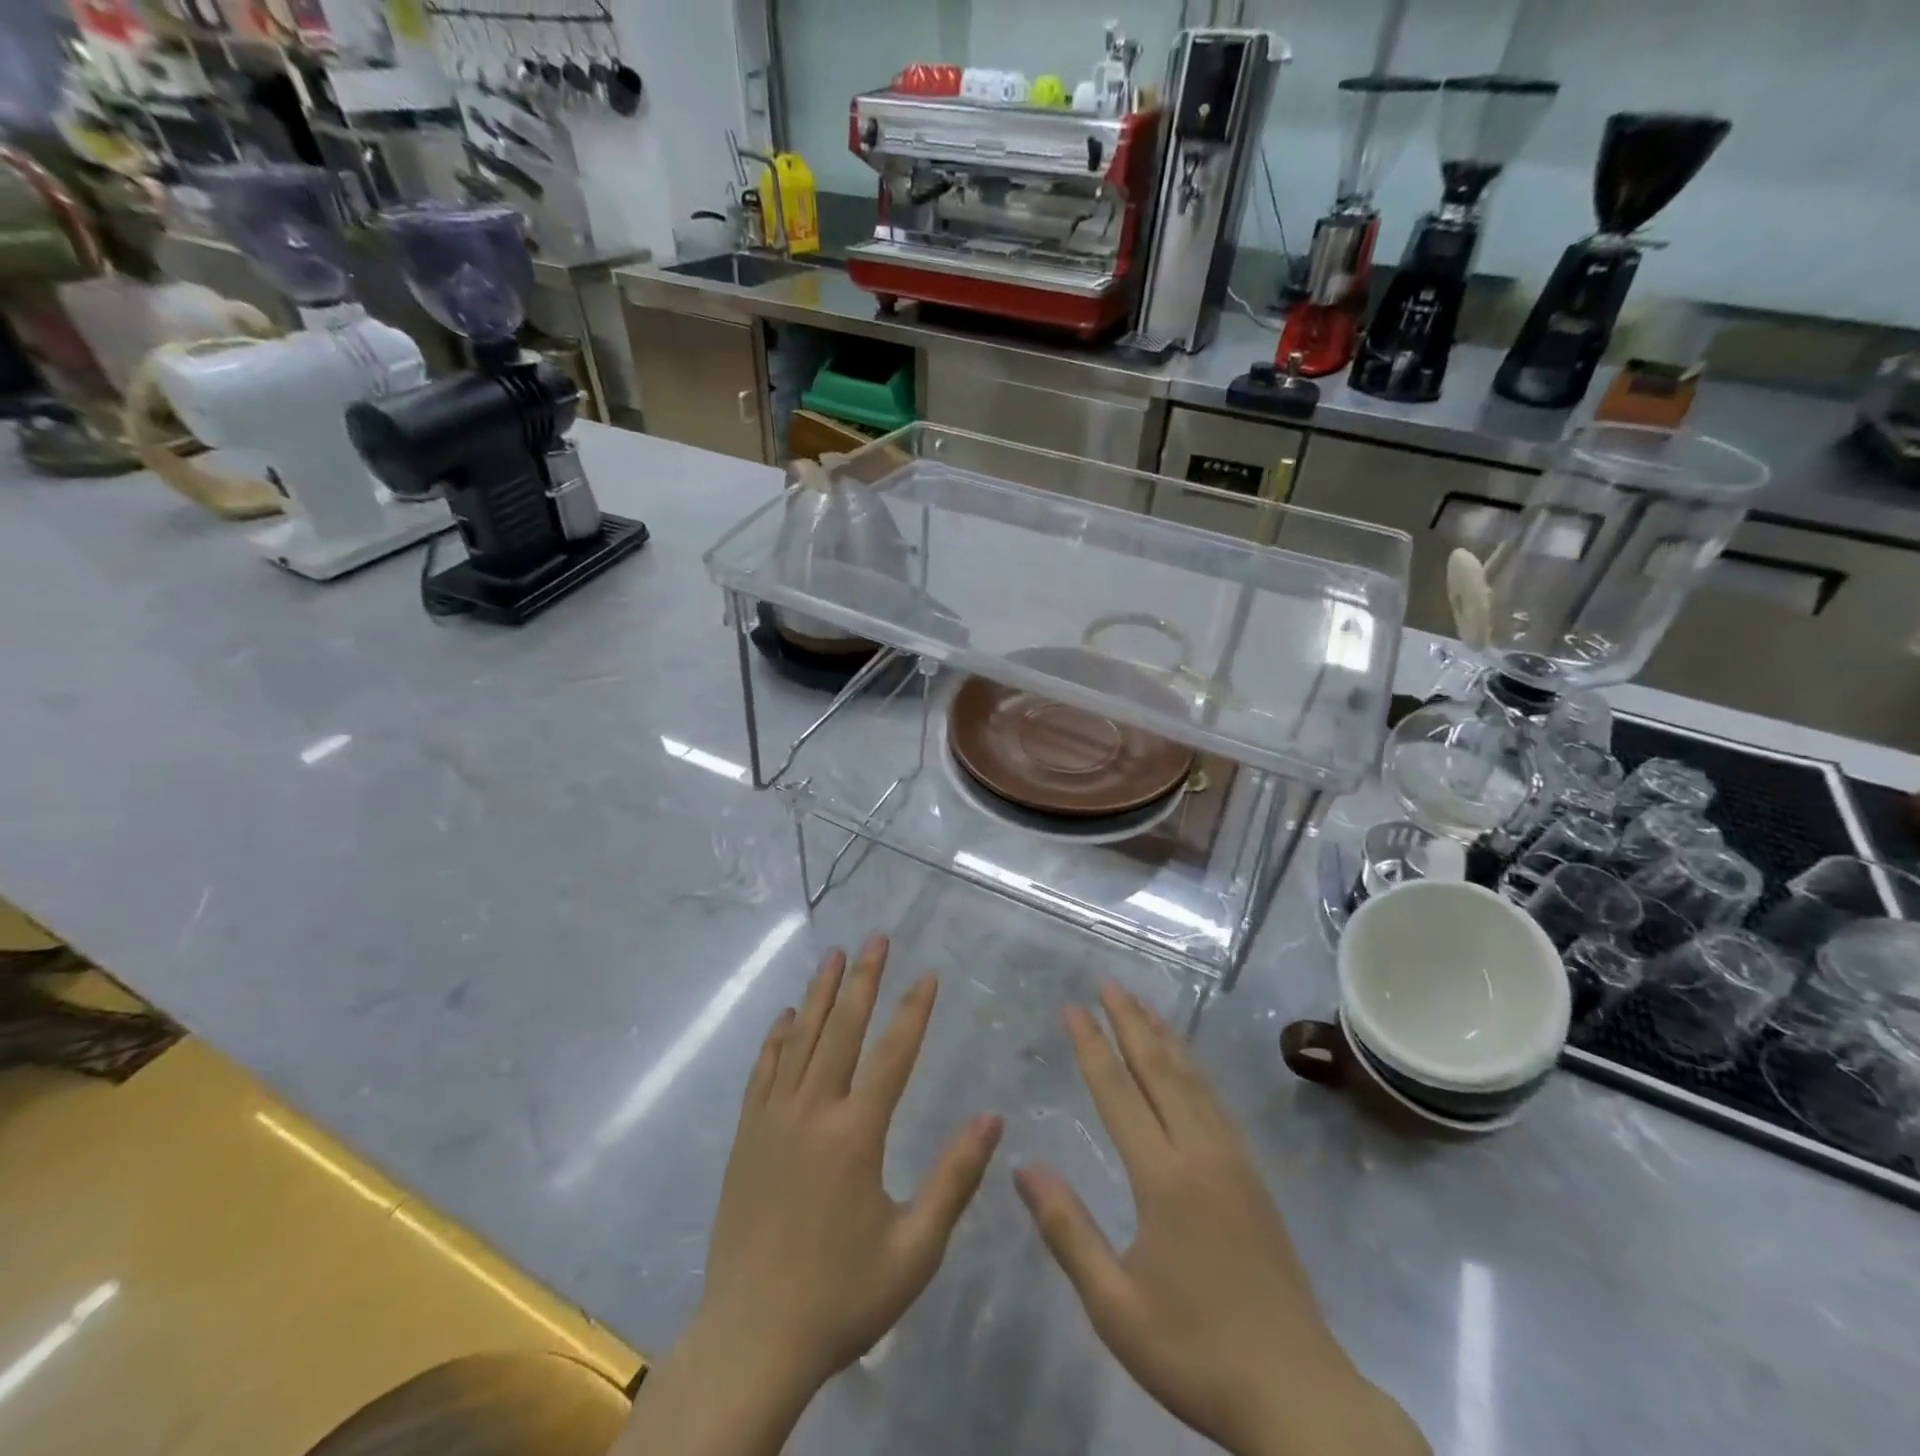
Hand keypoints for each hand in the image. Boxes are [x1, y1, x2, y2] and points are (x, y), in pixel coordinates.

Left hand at [615, 937, 1002, 1455]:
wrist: (751, 1339)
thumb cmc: (842, 1296)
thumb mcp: (915, 1249)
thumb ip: (954, 1179)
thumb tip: (992, 1118)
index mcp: (856, 1135)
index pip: (892, 1054)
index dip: (913, 1011)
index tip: (928, 974)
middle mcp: (812, 1112)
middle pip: (842, 1030)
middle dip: (863, 980)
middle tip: (875, 938)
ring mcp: (773, 1120)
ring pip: (800, 1039)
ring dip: (819, 994)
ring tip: (833, 955)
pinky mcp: (746, 1136)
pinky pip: (763, 1071)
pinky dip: (777, 1038)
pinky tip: (787, 1016)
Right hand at [1015, 984, 1427, 1455]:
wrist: (1298, 1396)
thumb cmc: (1196, 1353)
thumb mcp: (1115, 1306)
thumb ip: (1068, 1232)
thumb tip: (1024, 1168)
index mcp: (1163, 1179)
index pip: (1118, 1092)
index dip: (1092, 1046)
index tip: (1073, 1007)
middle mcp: (1200, 1153)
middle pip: (1160, 1070)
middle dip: (1131, 1022)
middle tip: (1108, 983)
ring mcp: (1233, 1162)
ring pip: (1193, 1080)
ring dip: (1164, 1037)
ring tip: (1142, 1005)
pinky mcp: (1254, 1178)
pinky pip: (1217, 1102)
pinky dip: (1194, 1069)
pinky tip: (1187, 1066)